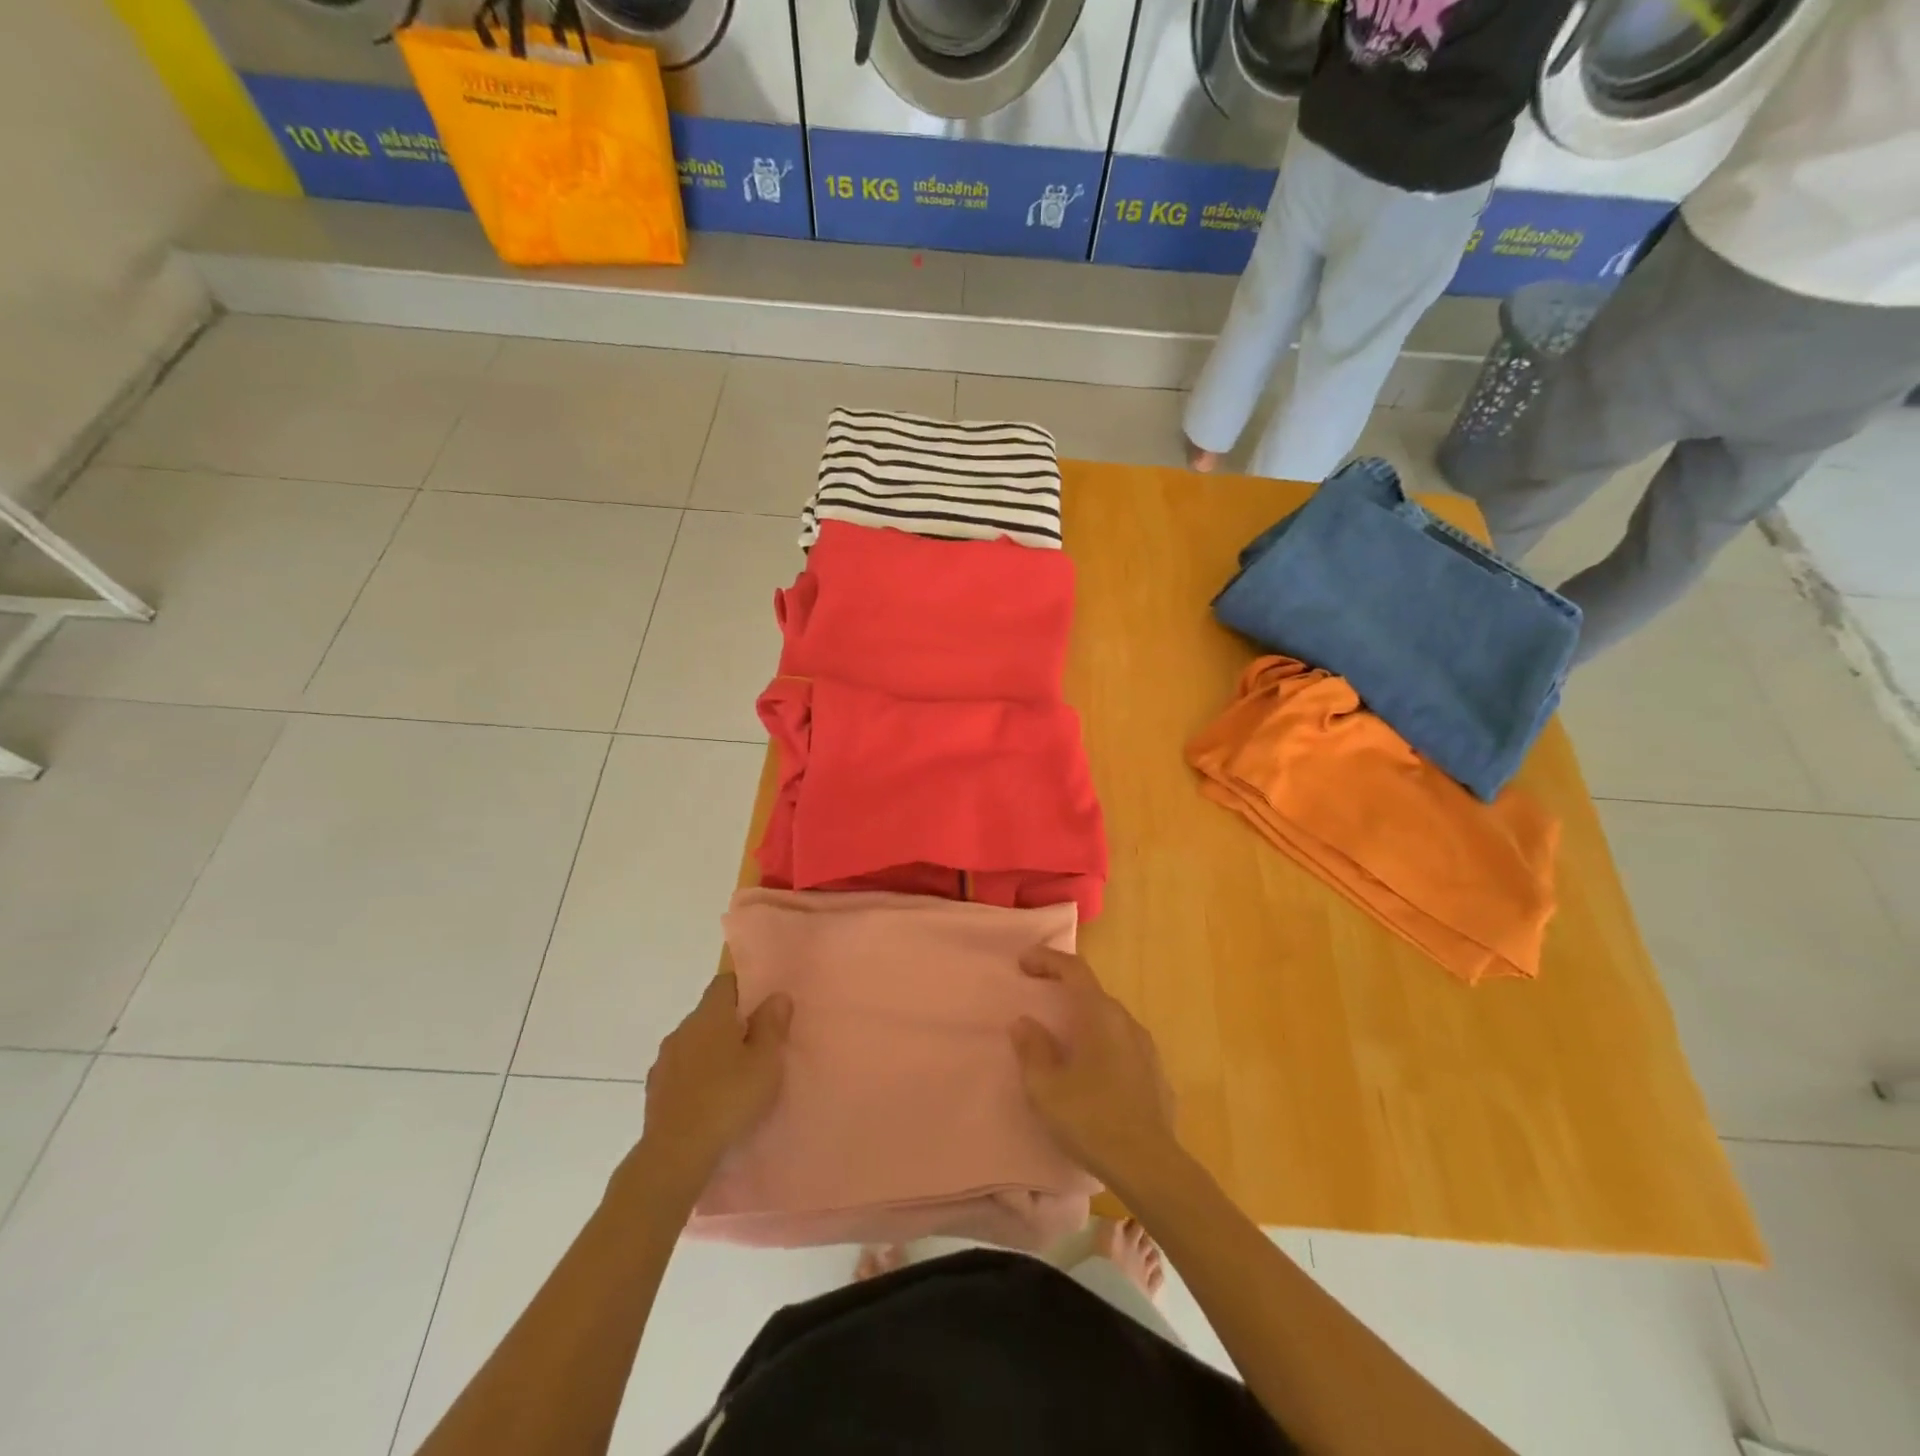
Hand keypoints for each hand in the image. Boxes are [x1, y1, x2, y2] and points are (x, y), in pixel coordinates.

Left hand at [631, 973, 790, 1197]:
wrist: (675, 1155)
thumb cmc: (728, 1099)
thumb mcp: (765, 1062)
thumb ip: (772, 1025)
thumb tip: (777, 996)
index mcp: (710, 1016)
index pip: (724, 983)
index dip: (744, 987)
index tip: (761, 1003)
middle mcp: (683, 1029)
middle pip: (709, 1013)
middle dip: (731, 1022)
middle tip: (756, 1043)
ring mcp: (665, 1060)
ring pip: (694, 1042)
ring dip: (712, 1050)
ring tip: (735, 1074)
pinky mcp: (655, 1089)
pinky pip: (682, 1069)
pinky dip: (697, 1074)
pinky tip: (711, 1097)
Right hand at [1009, 947, 1179, 1188]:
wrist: (1150, 1167)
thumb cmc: (1091, 1119)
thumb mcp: (1046, 1087)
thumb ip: (1032, 1049)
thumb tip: (1024, 1023)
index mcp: (1100, 1015)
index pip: (1074, 970)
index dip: (1047, 959)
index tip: (1023, 961)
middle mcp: (1127, 1022)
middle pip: (1092, 993)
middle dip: (1063, 988)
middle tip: (1038, 995)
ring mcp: (1147, 1049)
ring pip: (1109, 1021)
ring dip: (1084, 1019)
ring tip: (1062, 1037)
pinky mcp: (1156, 1076)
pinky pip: (1123, 1047)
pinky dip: (1102, 1045)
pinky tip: (1092, 1072)